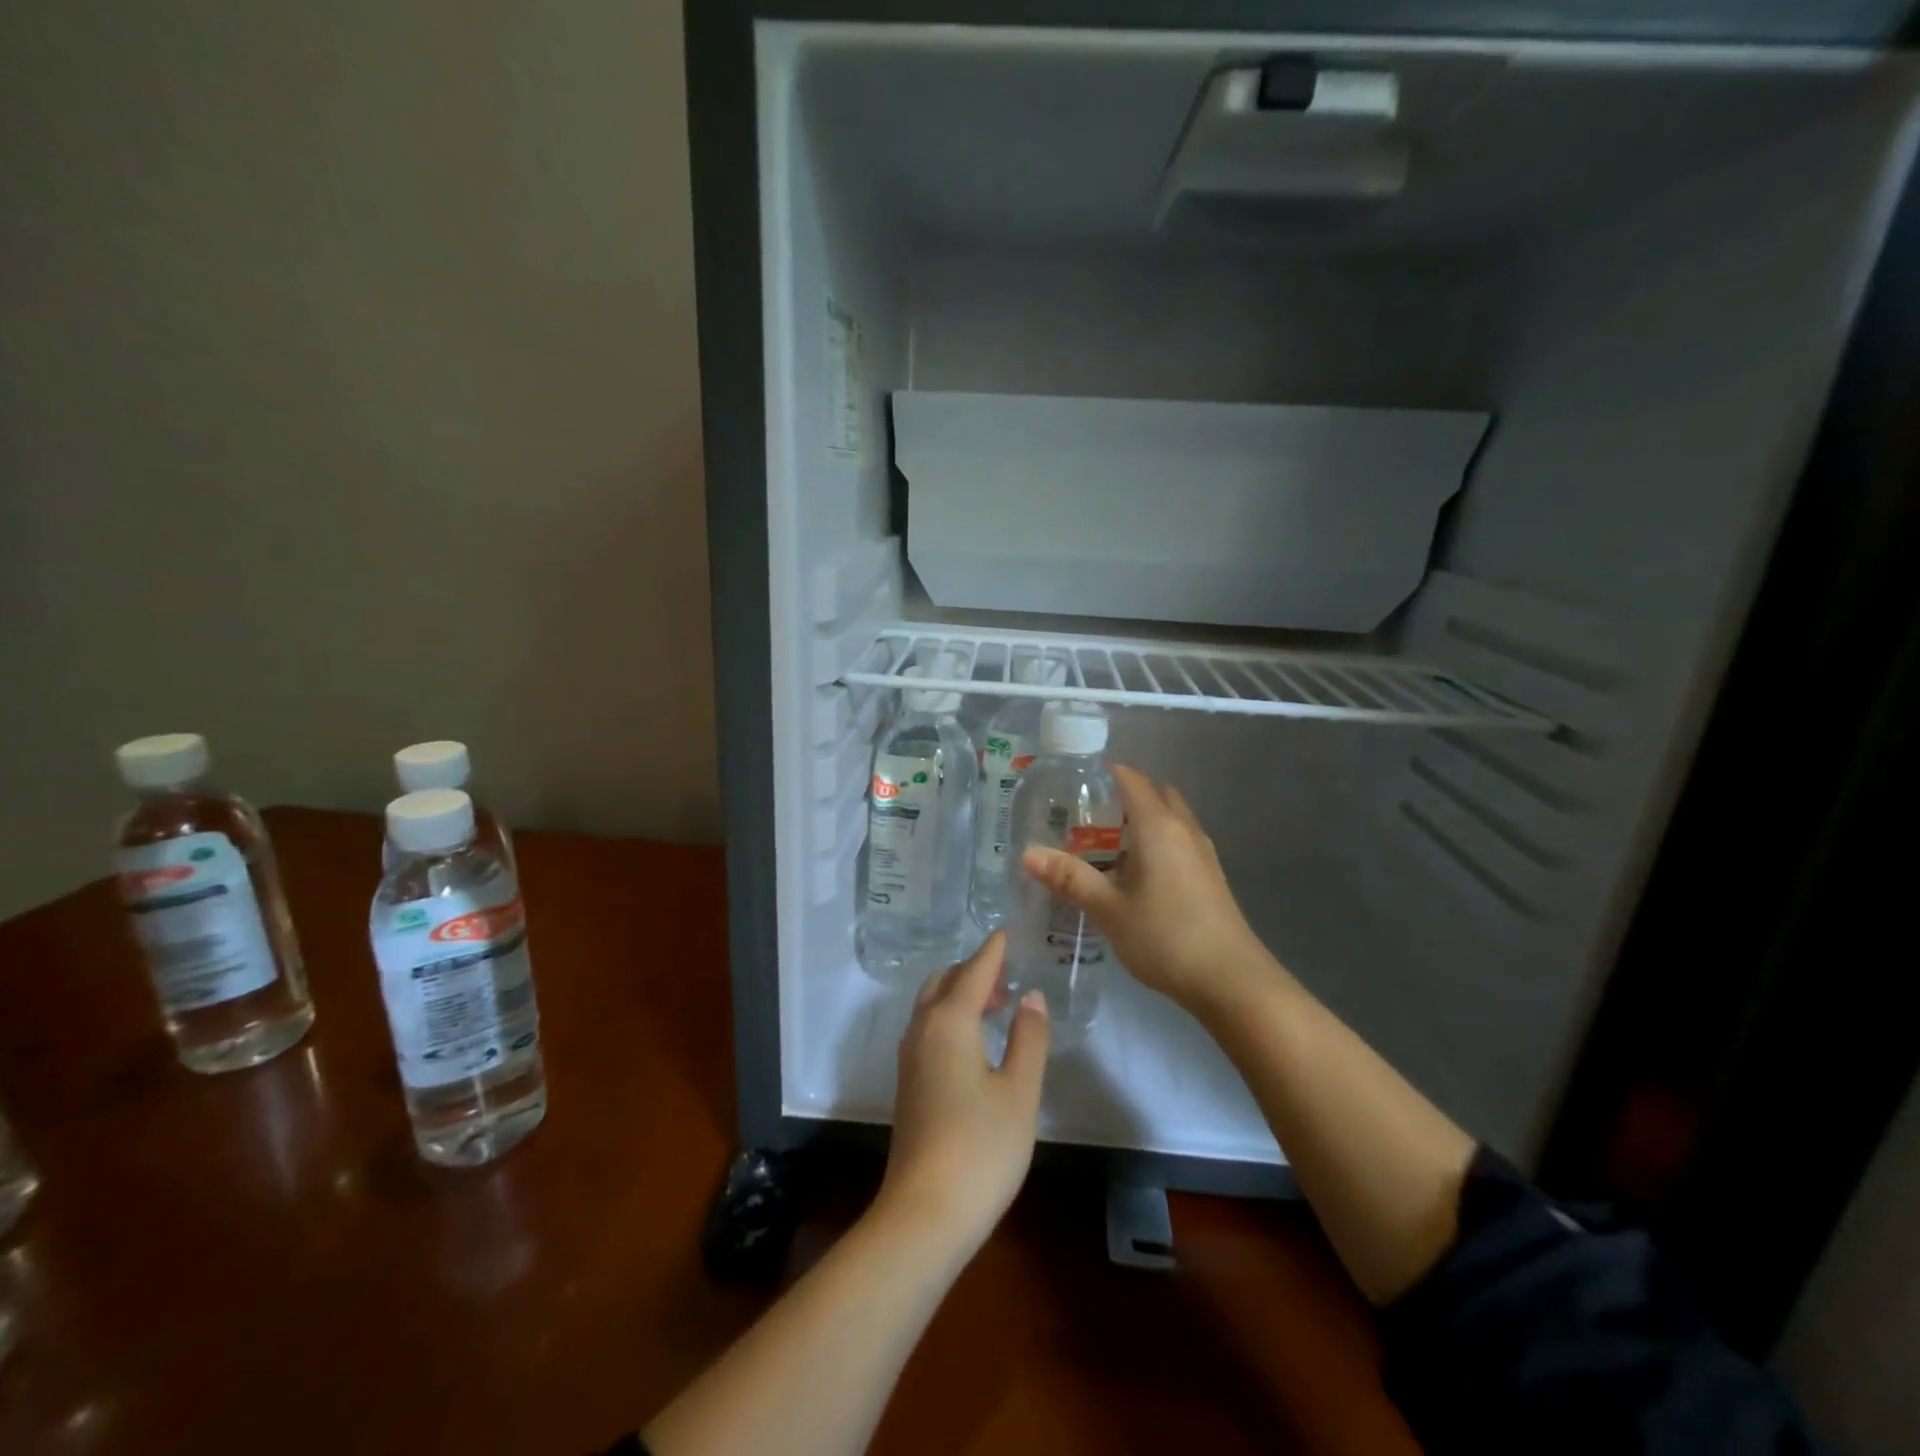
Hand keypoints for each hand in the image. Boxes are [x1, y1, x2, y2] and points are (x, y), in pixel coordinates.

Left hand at [875, 933, 1048, 1256]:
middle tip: (1008, 980)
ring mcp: (910, 1057)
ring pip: (931, 1004)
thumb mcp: (1020, 1091)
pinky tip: (974, 1042)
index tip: (1006, 932)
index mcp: (949, 1022)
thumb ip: (1028, 1037)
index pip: (973, 971)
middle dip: (974, 971)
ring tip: (997, 1008)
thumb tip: (1031, 997)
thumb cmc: (981, 1148)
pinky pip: (928, 1027)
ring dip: (960, 994)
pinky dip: (950, 1017)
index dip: (992, 951)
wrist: (924, 1212)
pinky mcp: (908, 1082)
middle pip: (944, 981)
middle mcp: (922, 1029)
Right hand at [1022, 764, 1278, 1019]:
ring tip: (1104, 846)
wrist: (1231, 981)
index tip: (1072, 784)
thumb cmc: (1165, 937)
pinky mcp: (1210, 875)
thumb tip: (1027, 853)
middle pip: (1153, 793)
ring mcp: (1202, 852)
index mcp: (1158, 825)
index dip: (1102, 773)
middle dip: (1122, 796)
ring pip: (1169, 818)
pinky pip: (1178, 841)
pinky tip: (1134, 875)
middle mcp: (1183, 828)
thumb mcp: (1108, 909)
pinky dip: (1155, 843)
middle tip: (1086, 818)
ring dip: (1140, 822)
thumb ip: (1069, 878)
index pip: (1130, 778)